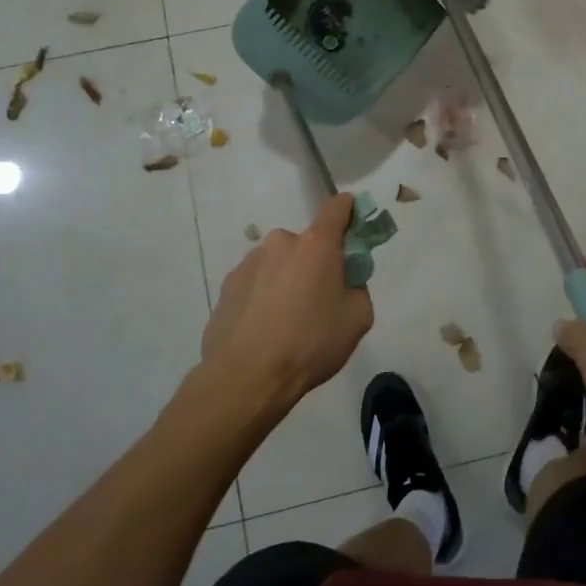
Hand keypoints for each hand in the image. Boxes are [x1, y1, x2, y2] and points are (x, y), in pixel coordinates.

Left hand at [198, 193, 373, 402]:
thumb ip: (357, 286)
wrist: (246, 377)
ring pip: (279, 264)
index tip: (355, 226)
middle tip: (319, 301)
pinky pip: (256, 283)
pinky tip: (264, 330)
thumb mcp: (358, 318)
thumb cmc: (310, 343)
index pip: (337, 207)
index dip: (350, 211)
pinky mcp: (227, 285)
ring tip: (286, 323)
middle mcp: (280, 243)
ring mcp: (249, 263)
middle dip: (315, 264)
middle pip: (307, 244)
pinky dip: (264, 298)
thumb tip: (344, 280)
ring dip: (287, 281)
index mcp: (316, 245)